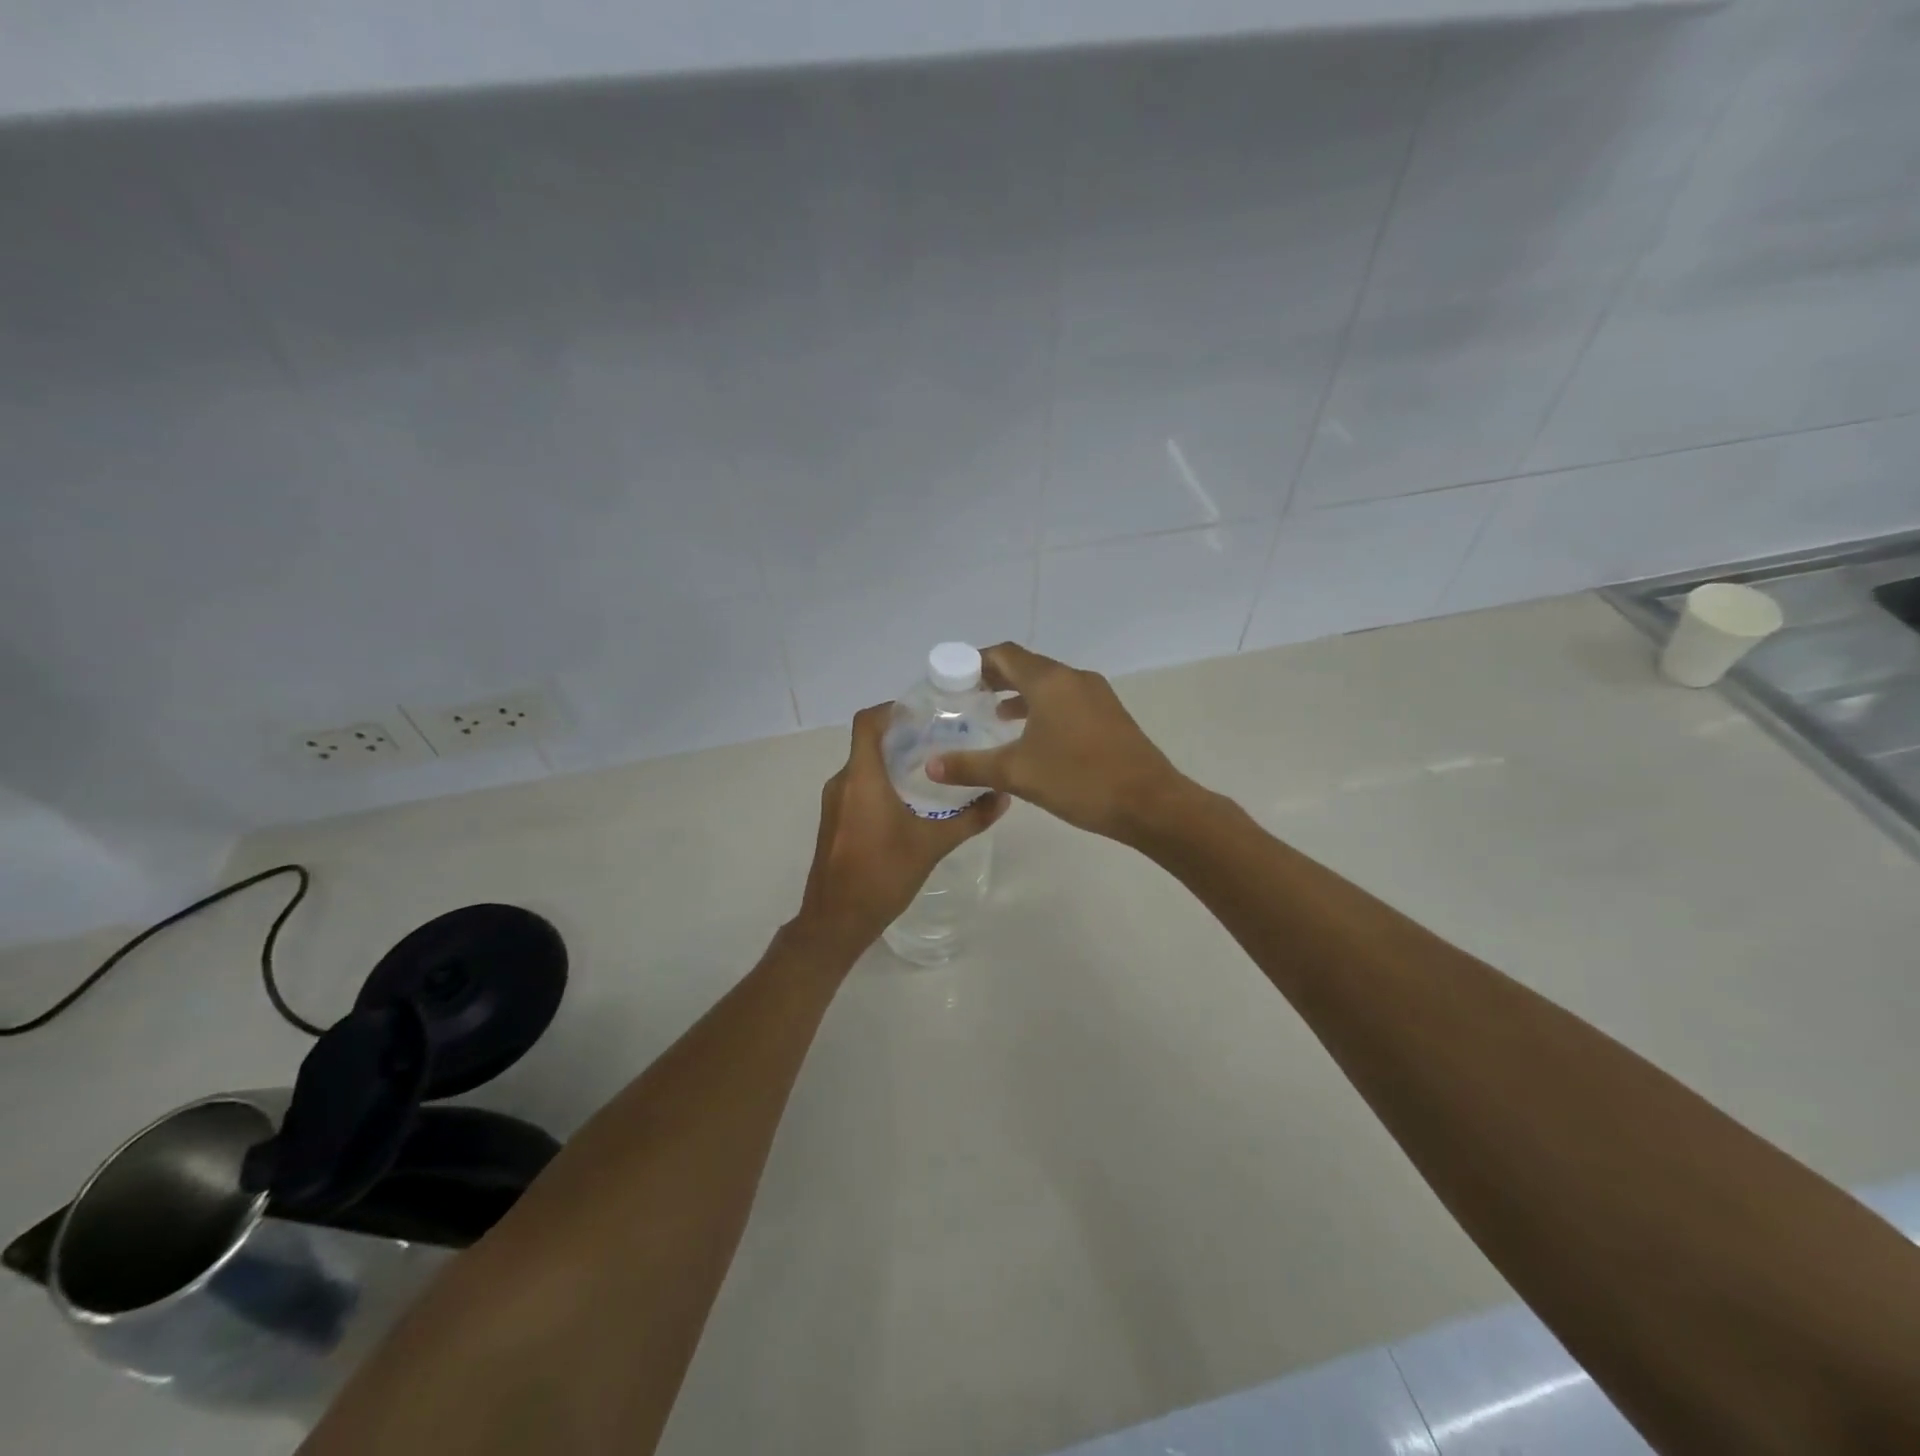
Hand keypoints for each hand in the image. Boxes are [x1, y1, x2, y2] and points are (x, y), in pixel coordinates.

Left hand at [794, 703, 1007, 954]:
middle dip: (900, 736)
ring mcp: (833, 803)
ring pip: (862, 767)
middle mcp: (842, 782)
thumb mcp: (932, 845)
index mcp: (862, 778)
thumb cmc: (882, 875)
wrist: (836, 920)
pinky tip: (908, 801)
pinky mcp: (834, 822)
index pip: (868, 722)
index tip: (922, 712)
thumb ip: (970, 819)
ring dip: (891, 761)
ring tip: (929, 768)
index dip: (891, 709)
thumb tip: (1003, 797)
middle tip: (939, 739)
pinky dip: (880, 783)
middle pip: (868, 743)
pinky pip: (857, 788)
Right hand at [927, 643, 1190, 843]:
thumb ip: (970, 767)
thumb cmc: (1079, 780)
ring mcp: (1096, 696)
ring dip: (1019, 693)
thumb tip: (930, 766)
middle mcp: (1074, 679)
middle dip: (995, 677)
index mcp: (1050, 681)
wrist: (1149, 803)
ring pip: (1049, 684)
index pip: (1005, 655)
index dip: (976, 661)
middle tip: (966, 696)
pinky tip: (1031, 735)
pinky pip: (1066, 700)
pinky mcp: (1109, 715)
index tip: (952, 678)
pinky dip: (1042, 707)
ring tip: (992, 714)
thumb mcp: (1017, 774)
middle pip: (1027, 666)